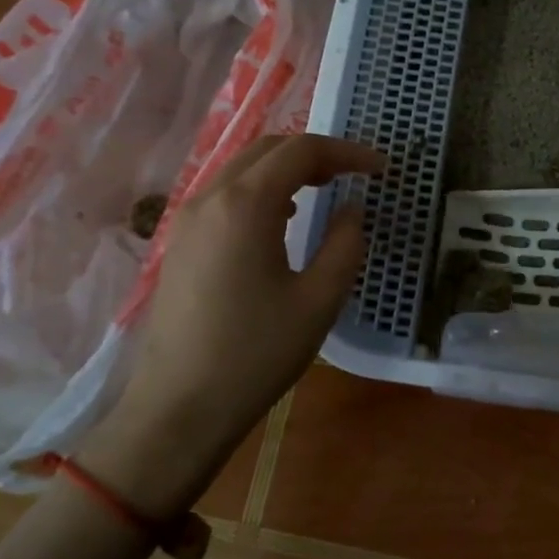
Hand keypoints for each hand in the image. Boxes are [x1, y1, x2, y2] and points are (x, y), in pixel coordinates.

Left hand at [80, 133, 383, 516]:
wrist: (177, 409)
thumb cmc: (255, 354)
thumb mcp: (319, 301)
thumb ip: (345, 244)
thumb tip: (351, 209)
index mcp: (245, 205)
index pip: (302, 151)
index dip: (347, 152)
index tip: (381, 169)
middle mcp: (210, 198)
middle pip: (268, 149)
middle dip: (316, 153)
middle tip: (354, 175)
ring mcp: (187, 220)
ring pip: (243, 169)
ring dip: (286, 169)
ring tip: (324, 190)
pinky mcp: (180, 244)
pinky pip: (225, 195)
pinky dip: (261, 190)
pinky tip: (281, 221)